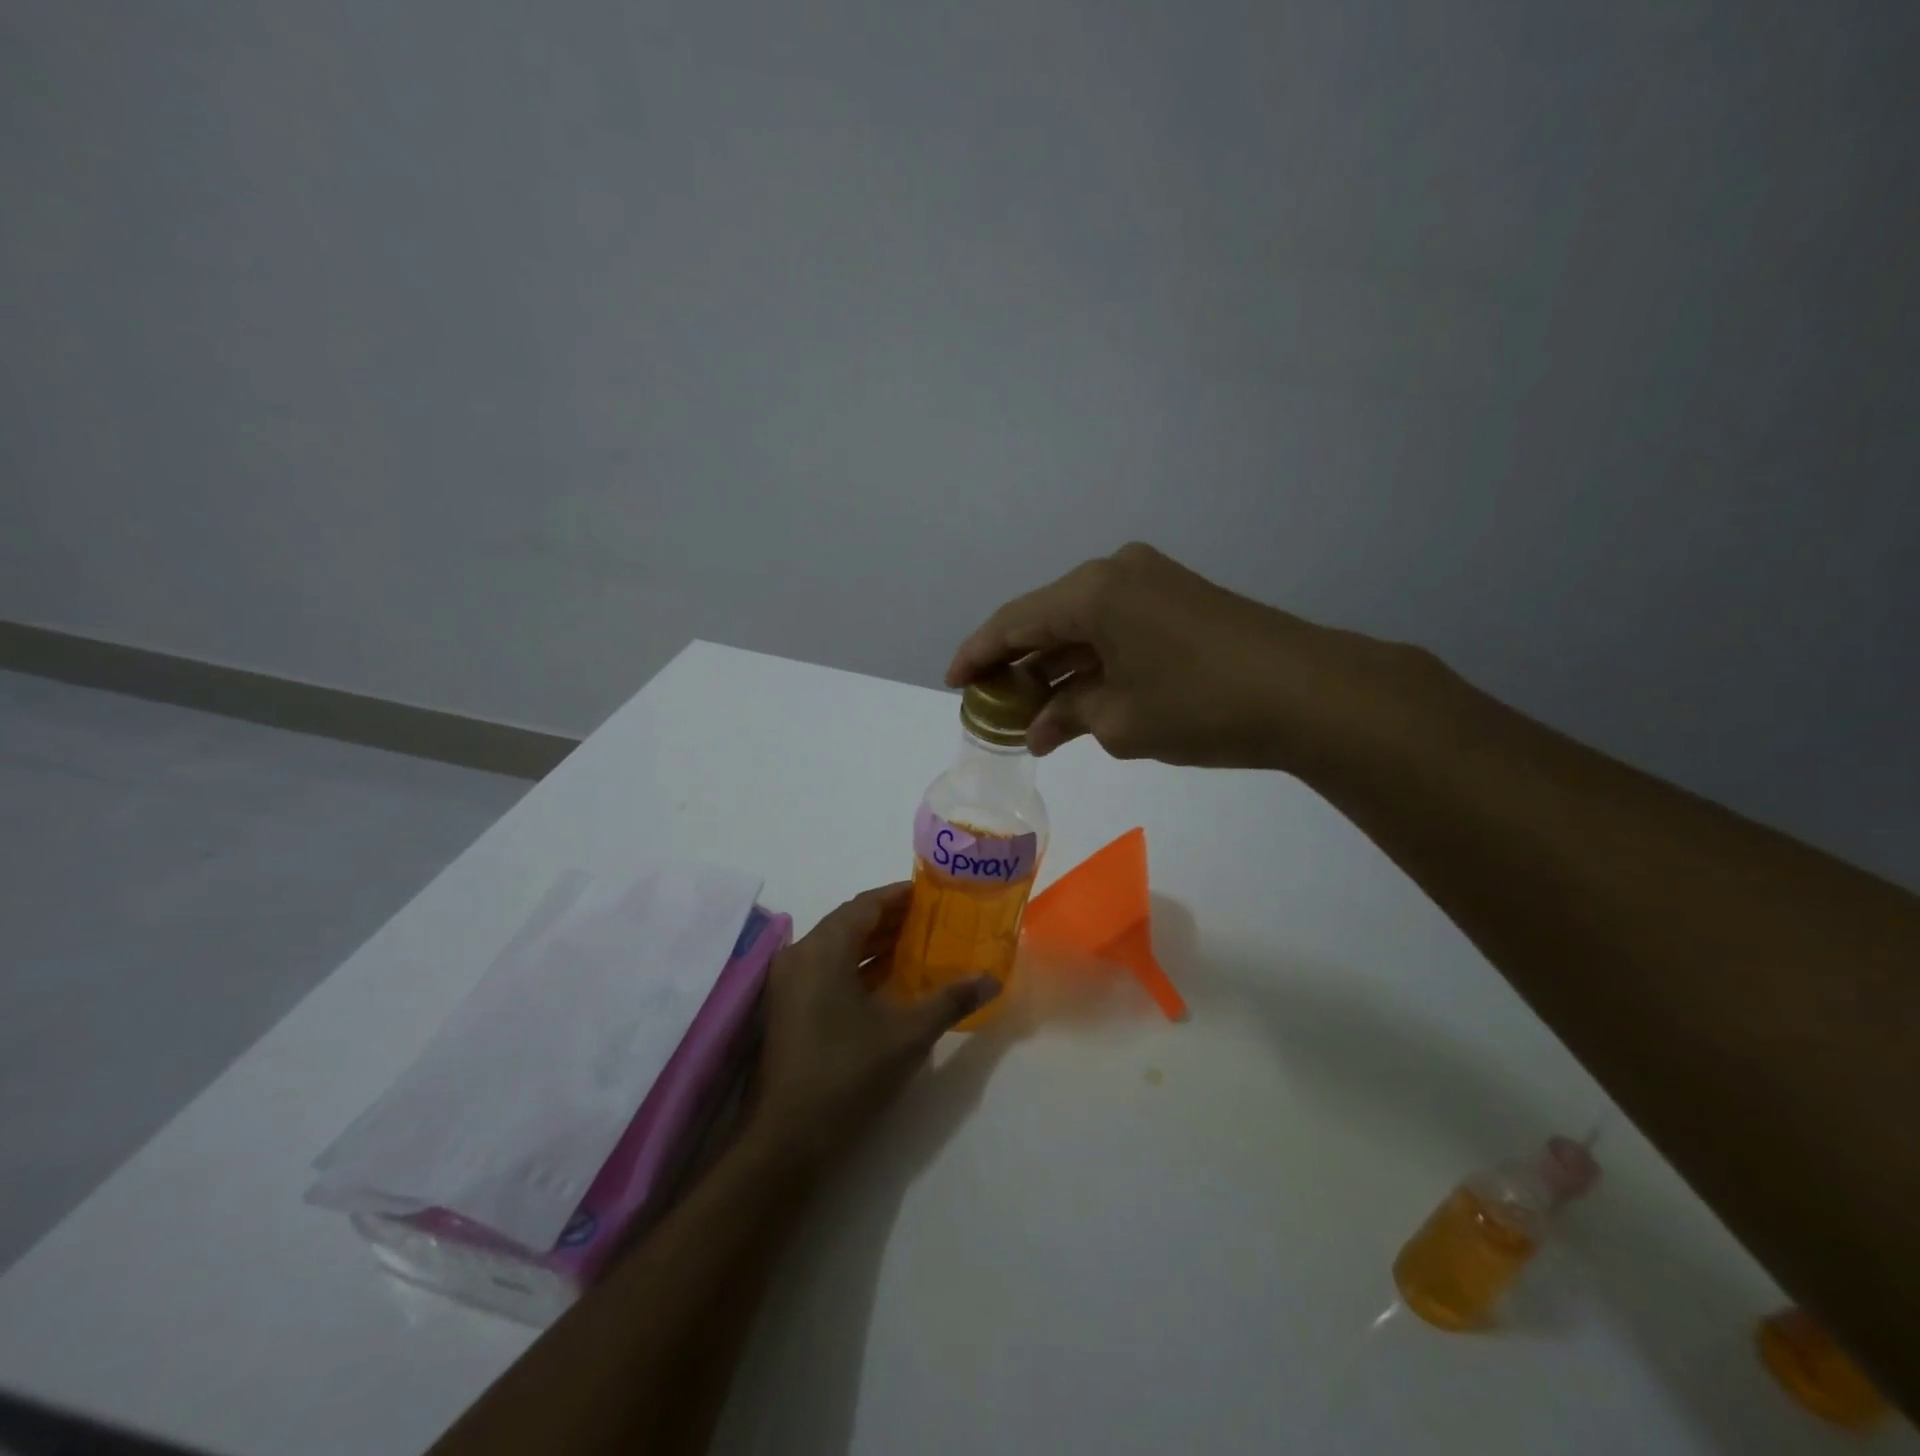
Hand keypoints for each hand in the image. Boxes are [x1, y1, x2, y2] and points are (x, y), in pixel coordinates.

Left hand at [746, 885, 997, 1171]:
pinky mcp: (788, 1010)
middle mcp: (800, 956)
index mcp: (823, 949)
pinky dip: (858, 969)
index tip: (934, 895)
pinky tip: (890, 982)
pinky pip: (827, 971)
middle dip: (892, 920)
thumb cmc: (848, 1073)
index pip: (865, 905)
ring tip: (919, 947)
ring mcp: (788, 985)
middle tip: (934, 920)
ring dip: (875, 945)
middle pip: (850, 923)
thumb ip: (950, 1000)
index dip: (900, 896)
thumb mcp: (907, 1034)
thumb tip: (992, 979)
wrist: (787, 1139)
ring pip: (837, 949)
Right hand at [947, 543, 1411, 770]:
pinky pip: (1115, 625)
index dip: (976, 654)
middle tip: (991, 702)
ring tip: (1029, 707)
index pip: (1014, 622)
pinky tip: (1078, 692)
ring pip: (1082, 623)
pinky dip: (1092, 658)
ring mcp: (1152, 581)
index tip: (953, 683)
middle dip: (1017, 662)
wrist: (1310, 693)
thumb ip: (1067, 716)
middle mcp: (1116, 572)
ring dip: (1056, 663)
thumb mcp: (1120, 721)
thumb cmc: (1201, 706)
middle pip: (1046, 617)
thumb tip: (1038, 730)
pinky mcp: (1179, 598)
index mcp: (1091, 592)